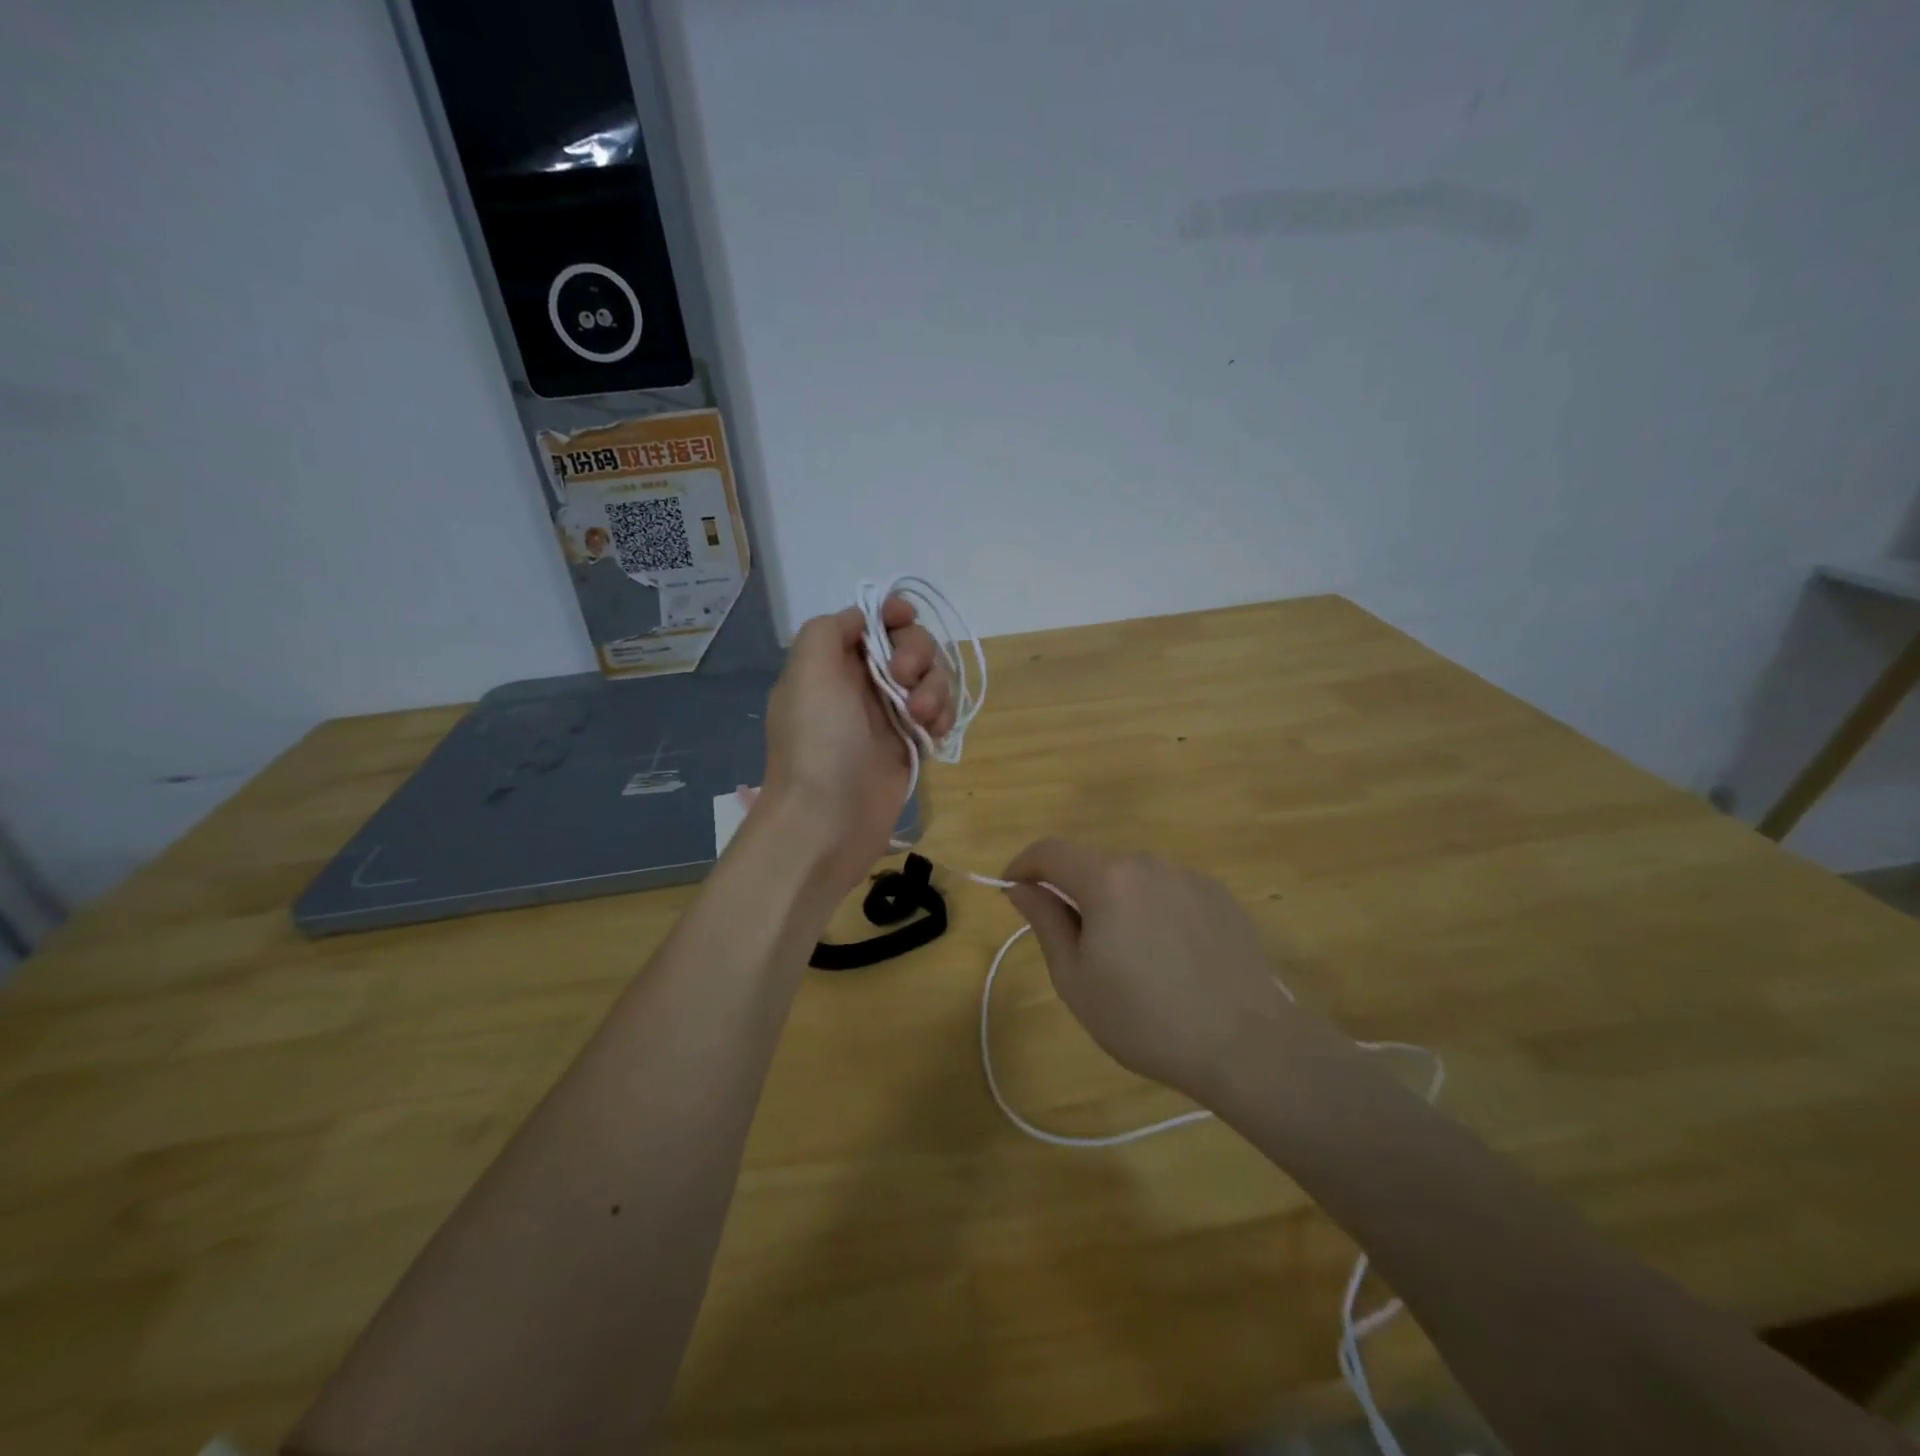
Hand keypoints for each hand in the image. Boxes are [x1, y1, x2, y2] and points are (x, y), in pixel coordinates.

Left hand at [759, 597, 953, 895]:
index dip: (891, 614)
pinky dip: (944, 716)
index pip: (869, 622)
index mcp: (831, 663)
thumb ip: (830, 630)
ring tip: (923, 718)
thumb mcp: (808, 672)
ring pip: (930, 679)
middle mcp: (860, 684)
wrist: (827, 822)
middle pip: (907, 645)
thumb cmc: (818, 743)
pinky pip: (939, 714)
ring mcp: (888, 715)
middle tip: (905, 679)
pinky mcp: (910, 744)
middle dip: (917, 653)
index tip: (905, 618)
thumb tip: (861, 620)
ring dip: (935, 688)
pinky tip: (937, 733)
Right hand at [1000, 841, 1344, 1105]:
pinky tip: (1171, 960)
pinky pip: (1168, 892)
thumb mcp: (1076, 980)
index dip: (1024, 865)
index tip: (1012, 890)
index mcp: (1108, 879)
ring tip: (1130, 962)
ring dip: (1116, 904)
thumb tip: (1020, 887)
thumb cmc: (1147, 1020)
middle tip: (1076, 948)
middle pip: (1094, 866)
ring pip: (1133, 880)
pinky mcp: (1219, 896)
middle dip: (1073, 894)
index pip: (1050, 851)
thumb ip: (1045, 922)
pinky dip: (1152, 912)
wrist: (1249, 1046)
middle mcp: (1148, 863)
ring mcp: (1189, 877)